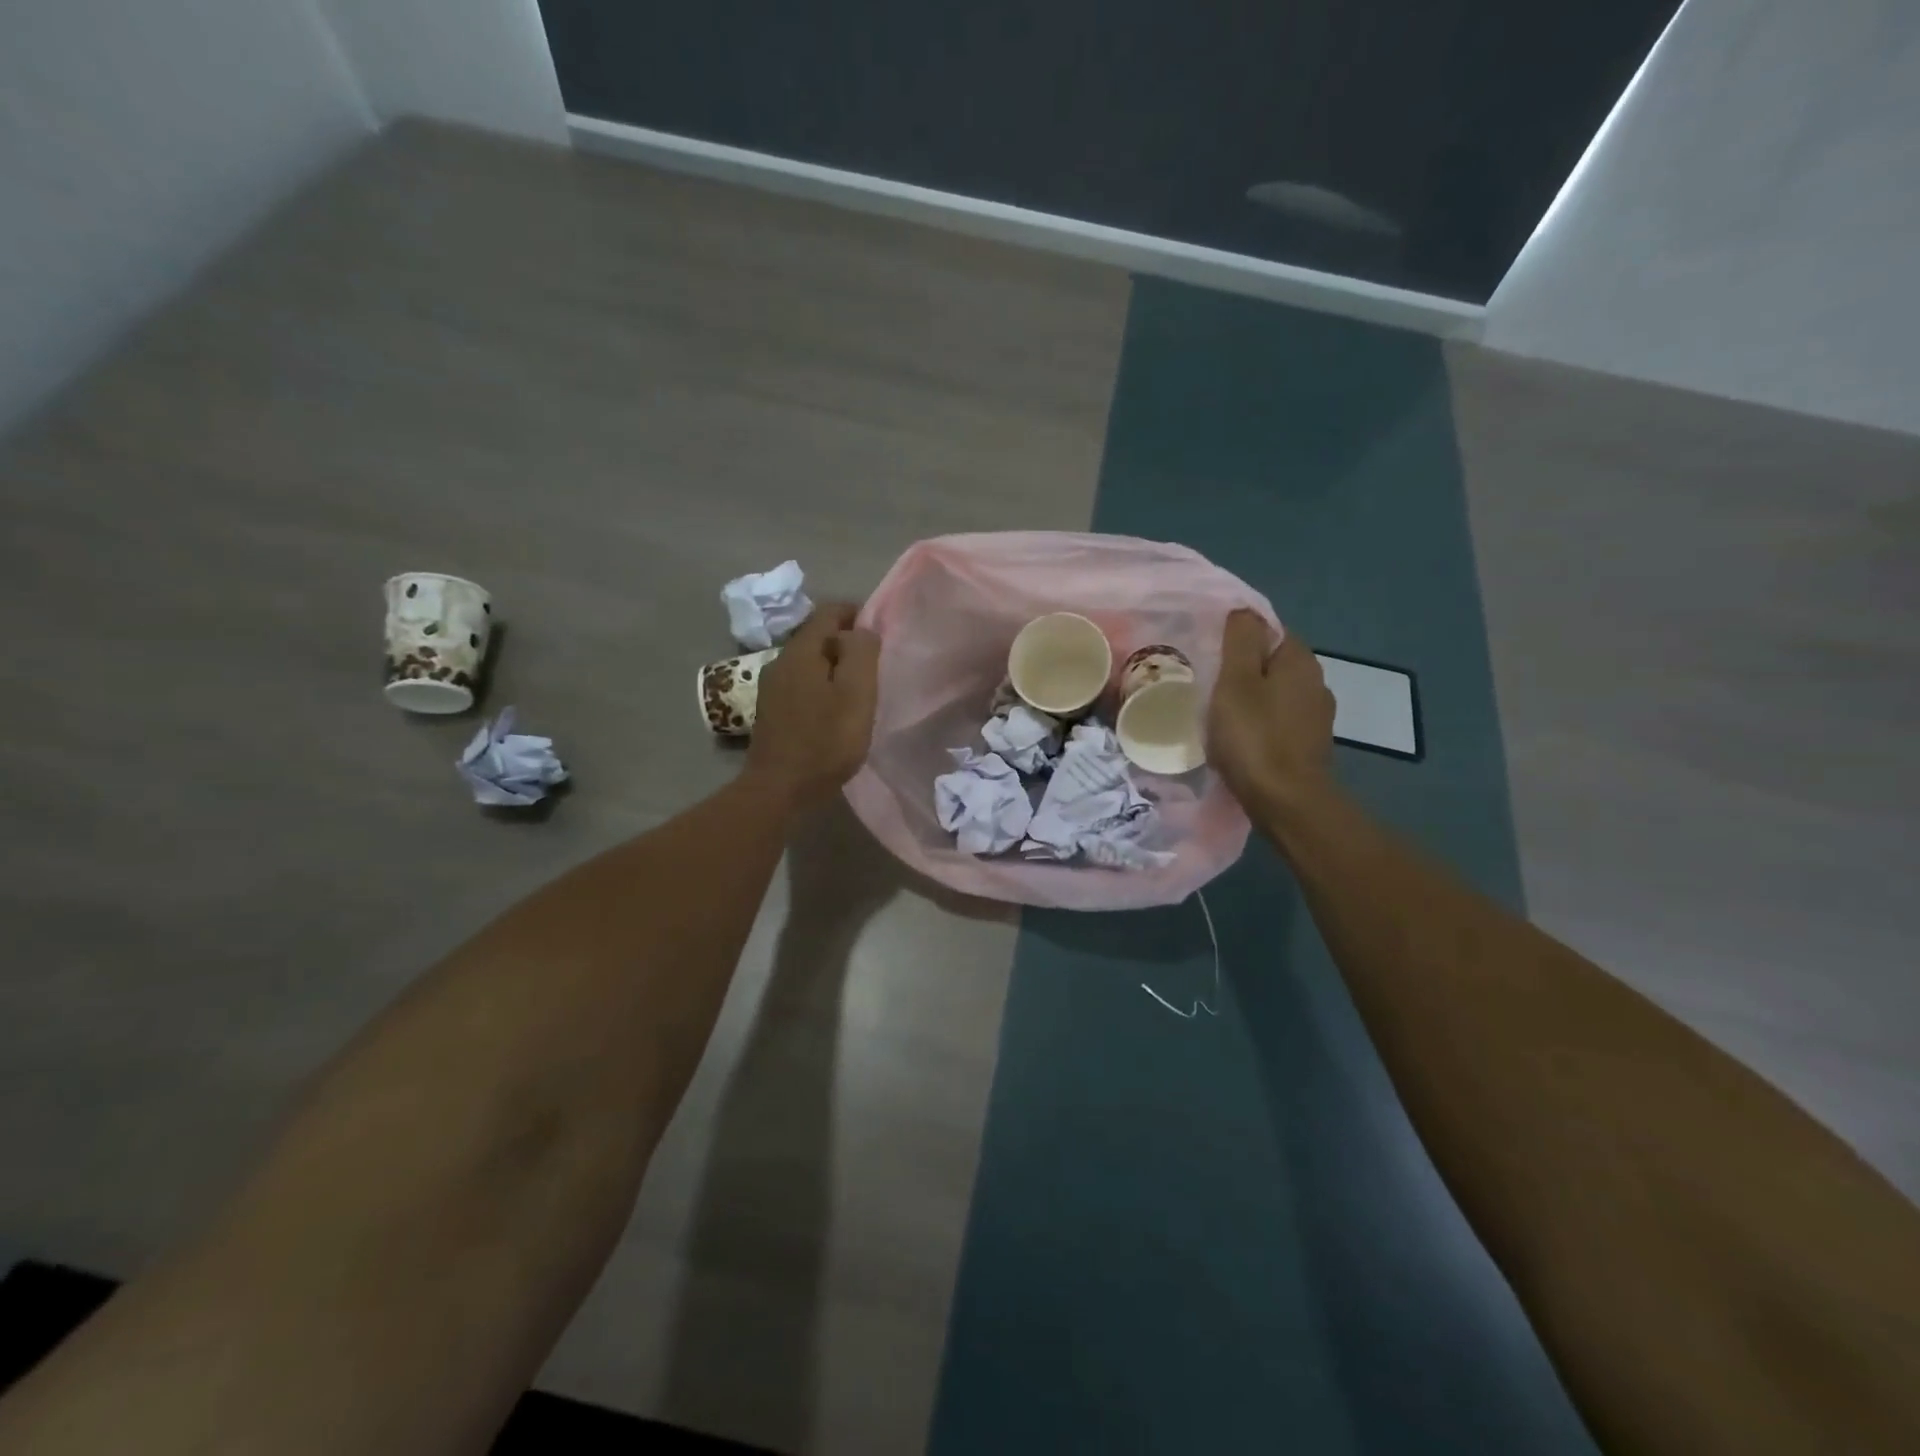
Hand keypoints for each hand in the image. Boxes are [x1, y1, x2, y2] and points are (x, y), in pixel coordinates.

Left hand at [746, 603, 880, 809]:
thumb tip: (861, 629)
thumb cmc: (825, 741)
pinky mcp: (770, 710)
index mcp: (801, 651)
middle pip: (817, 636)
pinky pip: (800, 683)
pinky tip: (832, 710)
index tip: (879, 633)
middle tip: (872, 666)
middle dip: (846, 642)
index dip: (857, 614)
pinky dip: (820, 686)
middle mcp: (780, 661)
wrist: (779, 789)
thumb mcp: (856, 694)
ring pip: (808, 661)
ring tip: (856, 689)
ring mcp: (771, 687)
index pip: (829, 612)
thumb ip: (861, 653)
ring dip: (833, 667)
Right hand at [1208, 609, 1335, 812]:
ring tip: (1218, 710)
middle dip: (1244, 668)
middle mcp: (1316, 682)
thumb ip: (1241, 641)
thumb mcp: (1236, 682)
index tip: (1210, 651)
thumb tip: (1243, 610)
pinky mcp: (1309, 745)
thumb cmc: (1254, 737)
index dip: (1239, 637)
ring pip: (1276, 693)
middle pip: (1273, 662)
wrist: (1286, 801)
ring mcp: (1316, 716)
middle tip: (1207, 680)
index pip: (1270, 630)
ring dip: (1252, 697)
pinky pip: (1279, 720)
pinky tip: (1240, 736)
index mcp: (1299, 660)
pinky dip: (1260, 722)